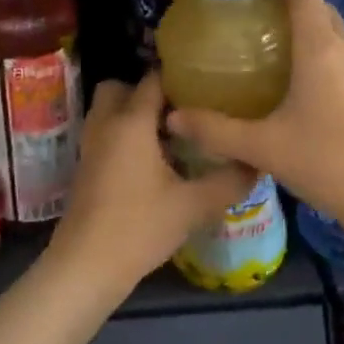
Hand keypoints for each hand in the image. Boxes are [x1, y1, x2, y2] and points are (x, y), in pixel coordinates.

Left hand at [49, 71, 255, 293]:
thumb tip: (256, 163)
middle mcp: (106, 124)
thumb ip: (229, 180)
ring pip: (109, 112)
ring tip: (172, 136)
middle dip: (146, 93)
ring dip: (134, 115)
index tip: (207, 86)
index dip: (179, 78)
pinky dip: (124, 136)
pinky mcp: (86, 167)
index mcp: (131, 122)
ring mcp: (90, 146)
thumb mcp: (194, 205)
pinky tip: (153, 162)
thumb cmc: (140, 227)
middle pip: (119, 88)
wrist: (86, 266)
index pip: (153, 79)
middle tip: (180, 112)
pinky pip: (105, 134)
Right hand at [165, 0, 343, 241]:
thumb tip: (173, 117)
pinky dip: (326, 62)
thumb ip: (216, 130)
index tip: (249, 0)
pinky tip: (306, 97)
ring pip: (337, 36)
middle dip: (288, 12)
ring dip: (309, 38)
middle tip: (253, 33)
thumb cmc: (328, 164)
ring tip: (274, 63)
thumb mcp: (264, 148)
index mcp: (321, 49)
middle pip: (320, 10)